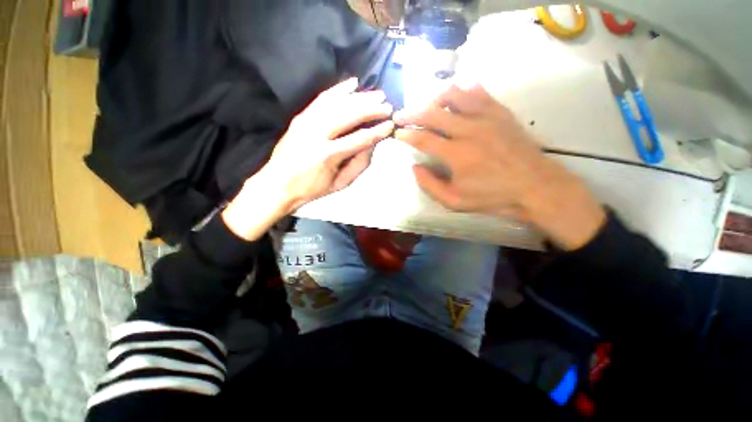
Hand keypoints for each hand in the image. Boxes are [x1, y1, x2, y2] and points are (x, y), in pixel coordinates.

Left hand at [264, 77, 393, 210]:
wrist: (277, 184)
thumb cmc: (312, 189)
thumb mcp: (340, 184)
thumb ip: (359, 164)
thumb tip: (372, 144)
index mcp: (328, 155)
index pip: (360, 139)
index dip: (377, 132)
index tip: (391, 125)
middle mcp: (317, 134)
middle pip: (349, 116)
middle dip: (371, 109)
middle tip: (387, 106)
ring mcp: (306, 123)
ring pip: (337, 103)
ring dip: (359, 97)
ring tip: (376, 94)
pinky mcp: (300, 117)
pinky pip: (321, 99)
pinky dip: (338, 89)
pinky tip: (352, 83)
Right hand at [393, 84, 605, 249]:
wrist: (534, 186)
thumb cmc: (491, 197)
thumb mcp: (454, 201)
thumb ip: (430, 185)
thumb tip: (415, 167)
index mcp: (456, 154)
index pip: (423, 139)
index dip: (407, 135)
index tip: (397, 133)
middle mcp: (468, 130)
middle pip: (433, 113)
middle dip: (412, 113)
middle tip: (401, 114)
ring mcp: (487, 117)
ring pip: (455, 95)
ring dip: (436, 98)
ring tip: (429, 105)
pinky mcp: (501, 113)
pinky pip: (479, 92)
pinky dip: (464, 90)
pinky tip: (458, 95)